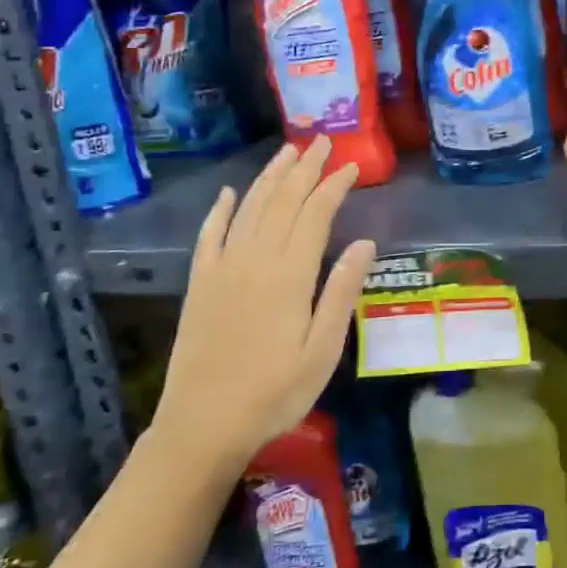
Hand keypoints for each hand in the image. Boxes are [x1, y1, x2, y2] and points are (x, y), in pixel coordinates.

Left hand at [150, 136, 376, 488]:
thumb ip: (342, 292)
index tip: (351, 165)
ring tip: (287, 153)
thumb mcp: (323, 350)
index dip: (334, 185)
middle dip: (304, 169)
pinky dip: (219, 211)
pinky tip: (227, 194)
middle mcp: (255, 260)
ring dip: (269, 178)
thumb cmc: (275, 392)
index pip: (315, 214)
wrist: (202, 426)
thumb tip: (366, 242)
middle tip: (321, 141)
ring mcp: (222, 269)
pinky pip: (209, 236)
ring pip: (248, 209)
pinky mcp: (200, 284)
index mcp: (290, 274)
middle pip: (282, 201)